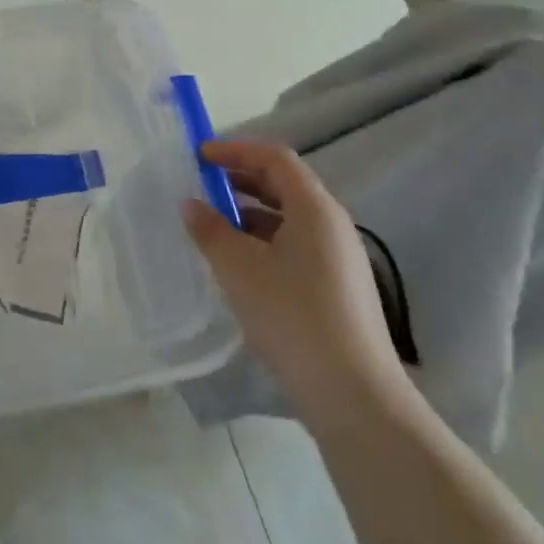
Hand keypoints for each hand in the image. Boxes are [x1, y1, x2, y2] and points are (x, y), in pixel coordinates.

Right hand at [183, 140, 409, 425]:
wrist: (352, 393)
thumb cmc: (292, 316)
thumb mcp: (239, 268)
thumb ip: (210, 230)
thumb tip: (191, 204)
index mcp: (314, 208)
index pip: (275, 158)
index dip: (236, 150)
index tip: (199, 156)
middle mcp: (333, 224)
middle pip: (285, 185)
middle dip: (241, 180)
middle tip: (202, 186)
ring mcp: (339, 257)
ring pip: (289, 218)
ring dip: (250, 213)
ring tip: (213, 227)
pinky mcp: (338, 287)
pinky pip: (296, 245)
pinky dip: (264, 241)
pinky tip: (240, 265)